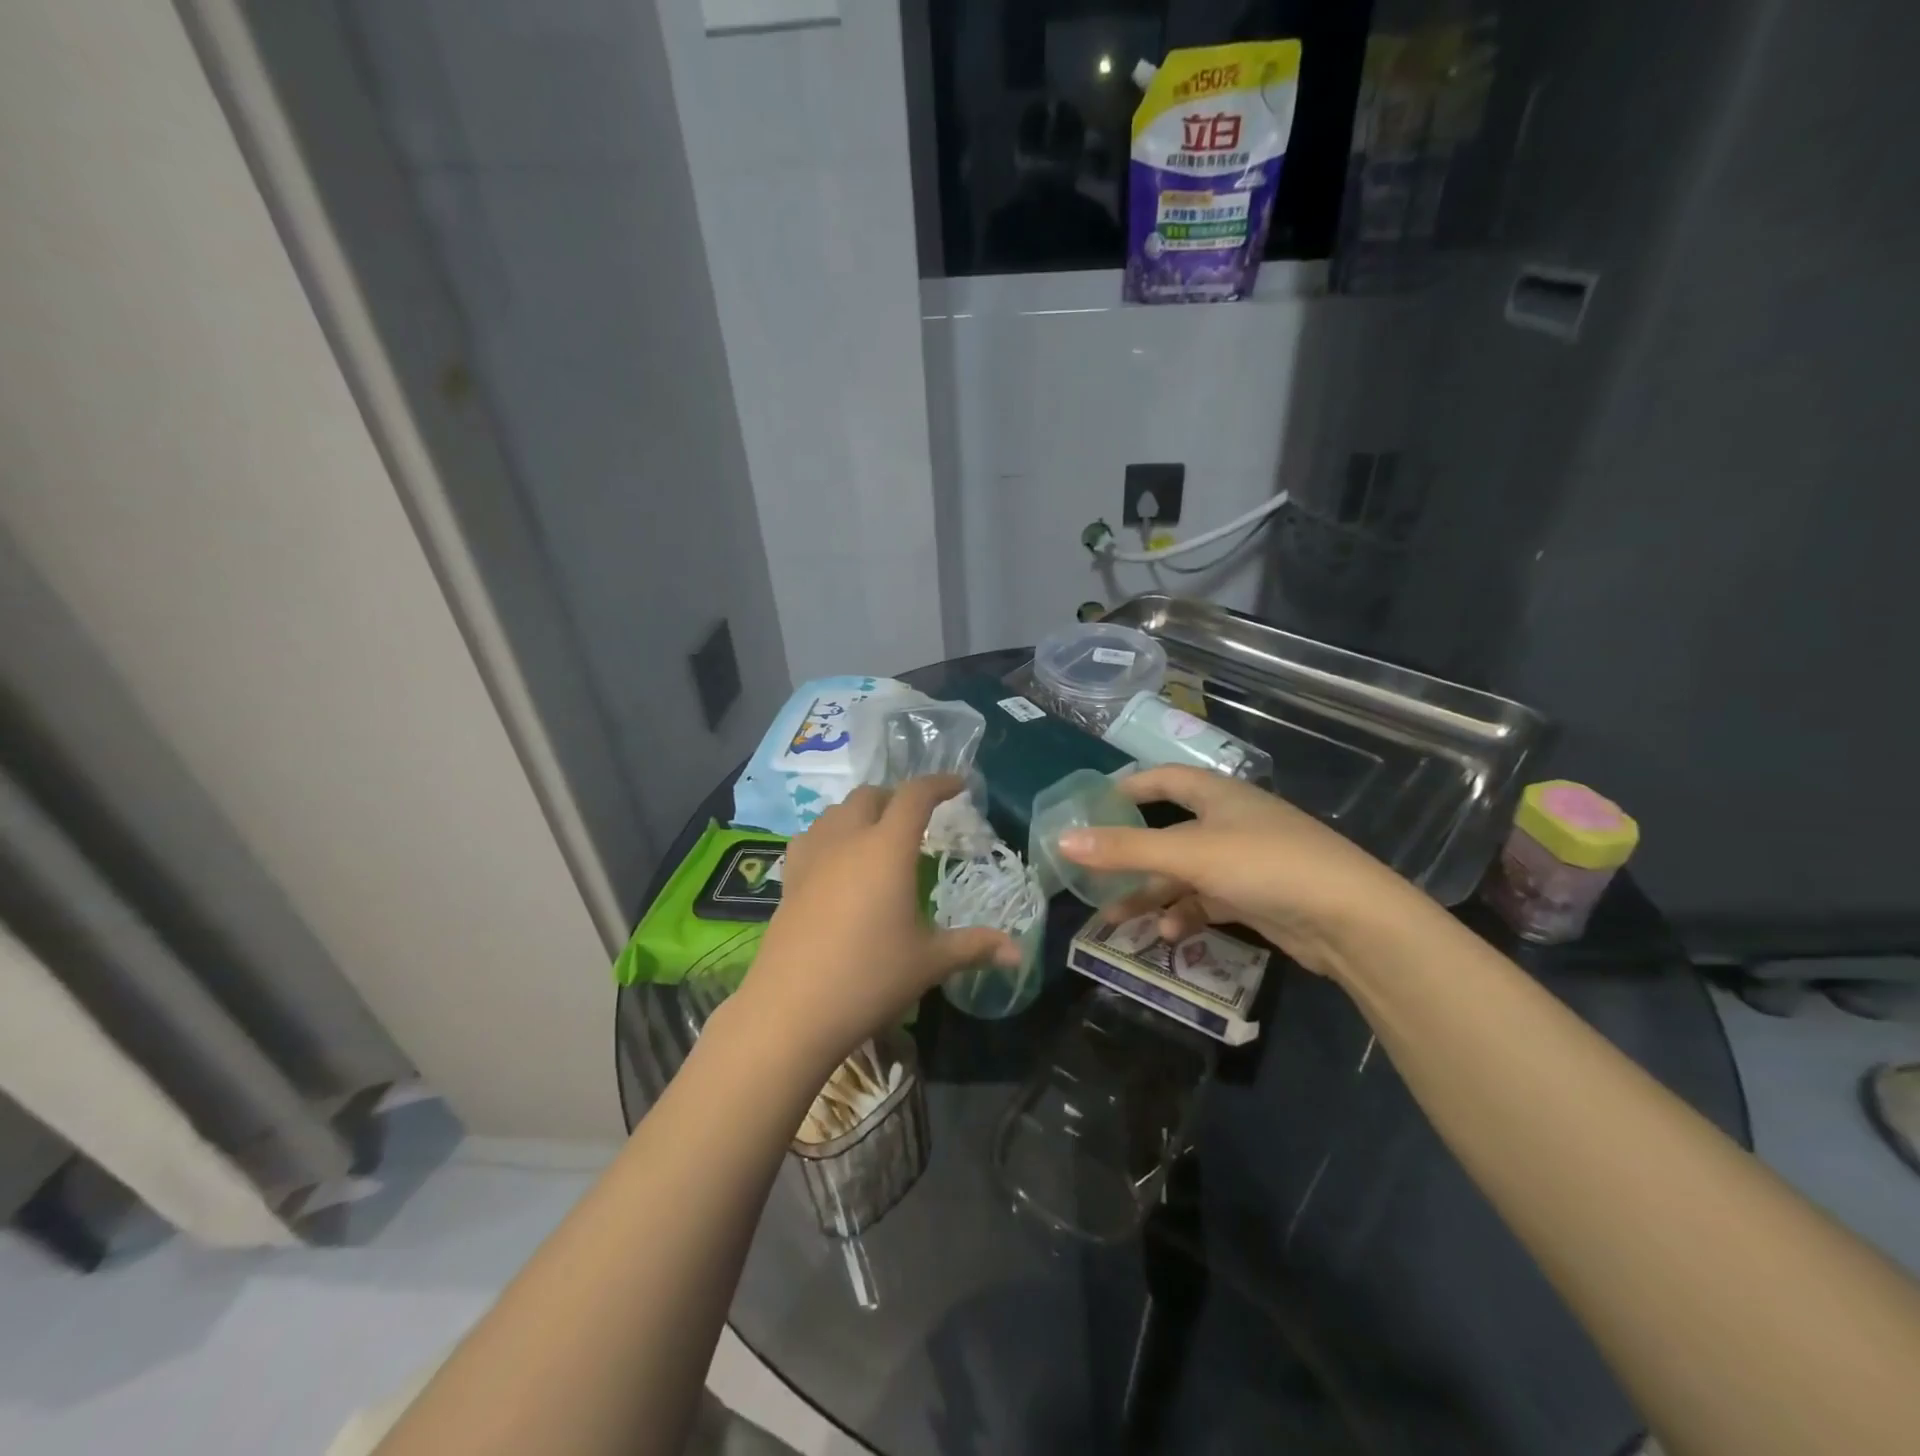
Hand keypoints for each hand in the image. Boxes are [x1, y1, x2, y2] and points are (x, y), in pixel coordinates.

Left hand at [737, 776, 1019, 1069]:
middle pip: (871, 795)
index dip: (940, 783)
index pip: (915, 796)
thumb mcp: (930, 962)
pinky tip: (836, 860)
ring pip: (836, 811)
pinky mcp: (789, 879)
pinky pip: (811, 837)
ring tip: (878, 835)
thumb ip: (975, 947)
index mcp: (887, 848)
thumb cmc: (870, 978)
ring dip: (861, 812)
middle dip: (897, 797)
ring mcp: (812, 857)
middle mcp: (848, 840)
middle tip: (918, 819)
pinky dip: (830, 834)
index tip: (960, 785)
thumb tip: (1018, 952)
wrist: (792, 1010)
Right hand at [1056, 765, 1433, 980]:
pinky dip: (1185, 914)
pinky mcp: (1256, 897)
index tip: (1092, 805)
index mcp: (1217, 795)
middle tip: (1092, 873)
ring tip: (1115, 920)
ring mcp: (1244, 861)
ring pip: (1183, 873)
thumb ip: (1125, 849)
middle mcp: (1229, 822)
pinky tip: (1169, 935)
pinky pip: (1206, 901)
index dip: (1128, 787)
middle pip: (1167, 832)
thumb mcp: (1189, 854)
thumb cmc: (1265, 866)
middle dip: (1130, 856)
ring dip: (1151, 895)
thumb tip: (1062, 841)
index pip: (1163, 779)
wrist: (1351, 920)